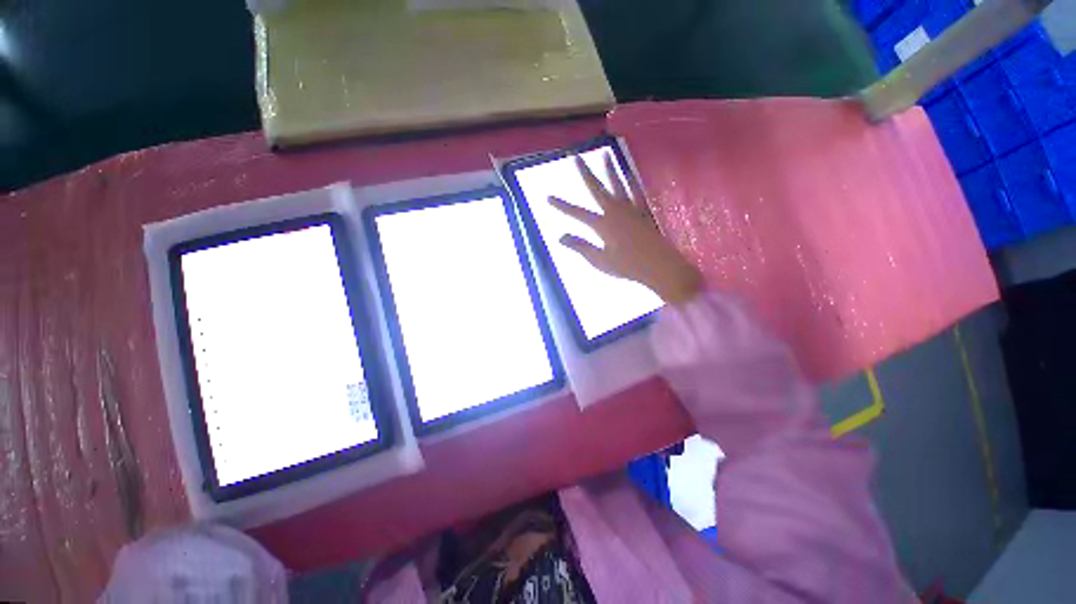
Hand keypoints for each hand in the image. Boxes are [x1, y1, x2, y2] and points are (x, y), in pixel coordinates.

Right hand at [549, 154, 702, 304]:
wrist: (659, 266)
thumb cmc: (627, 267)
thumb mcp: (599, 261)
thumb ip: (580, 246)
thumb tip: (560, 236)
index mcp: (603, 224)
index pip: (578, 213)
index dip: (562, 206)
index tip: (548, 197)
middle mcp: (615, 211)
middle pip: (597, 189)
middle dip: (585, 173)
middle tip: (576, 157)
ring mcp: (631, 209)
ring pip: (618, 184)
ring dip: (610, 169)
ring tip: (605, 155)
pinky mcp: (644, 212)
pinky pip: (636, 192)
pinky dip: (632, 181)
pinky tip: (629, 174)